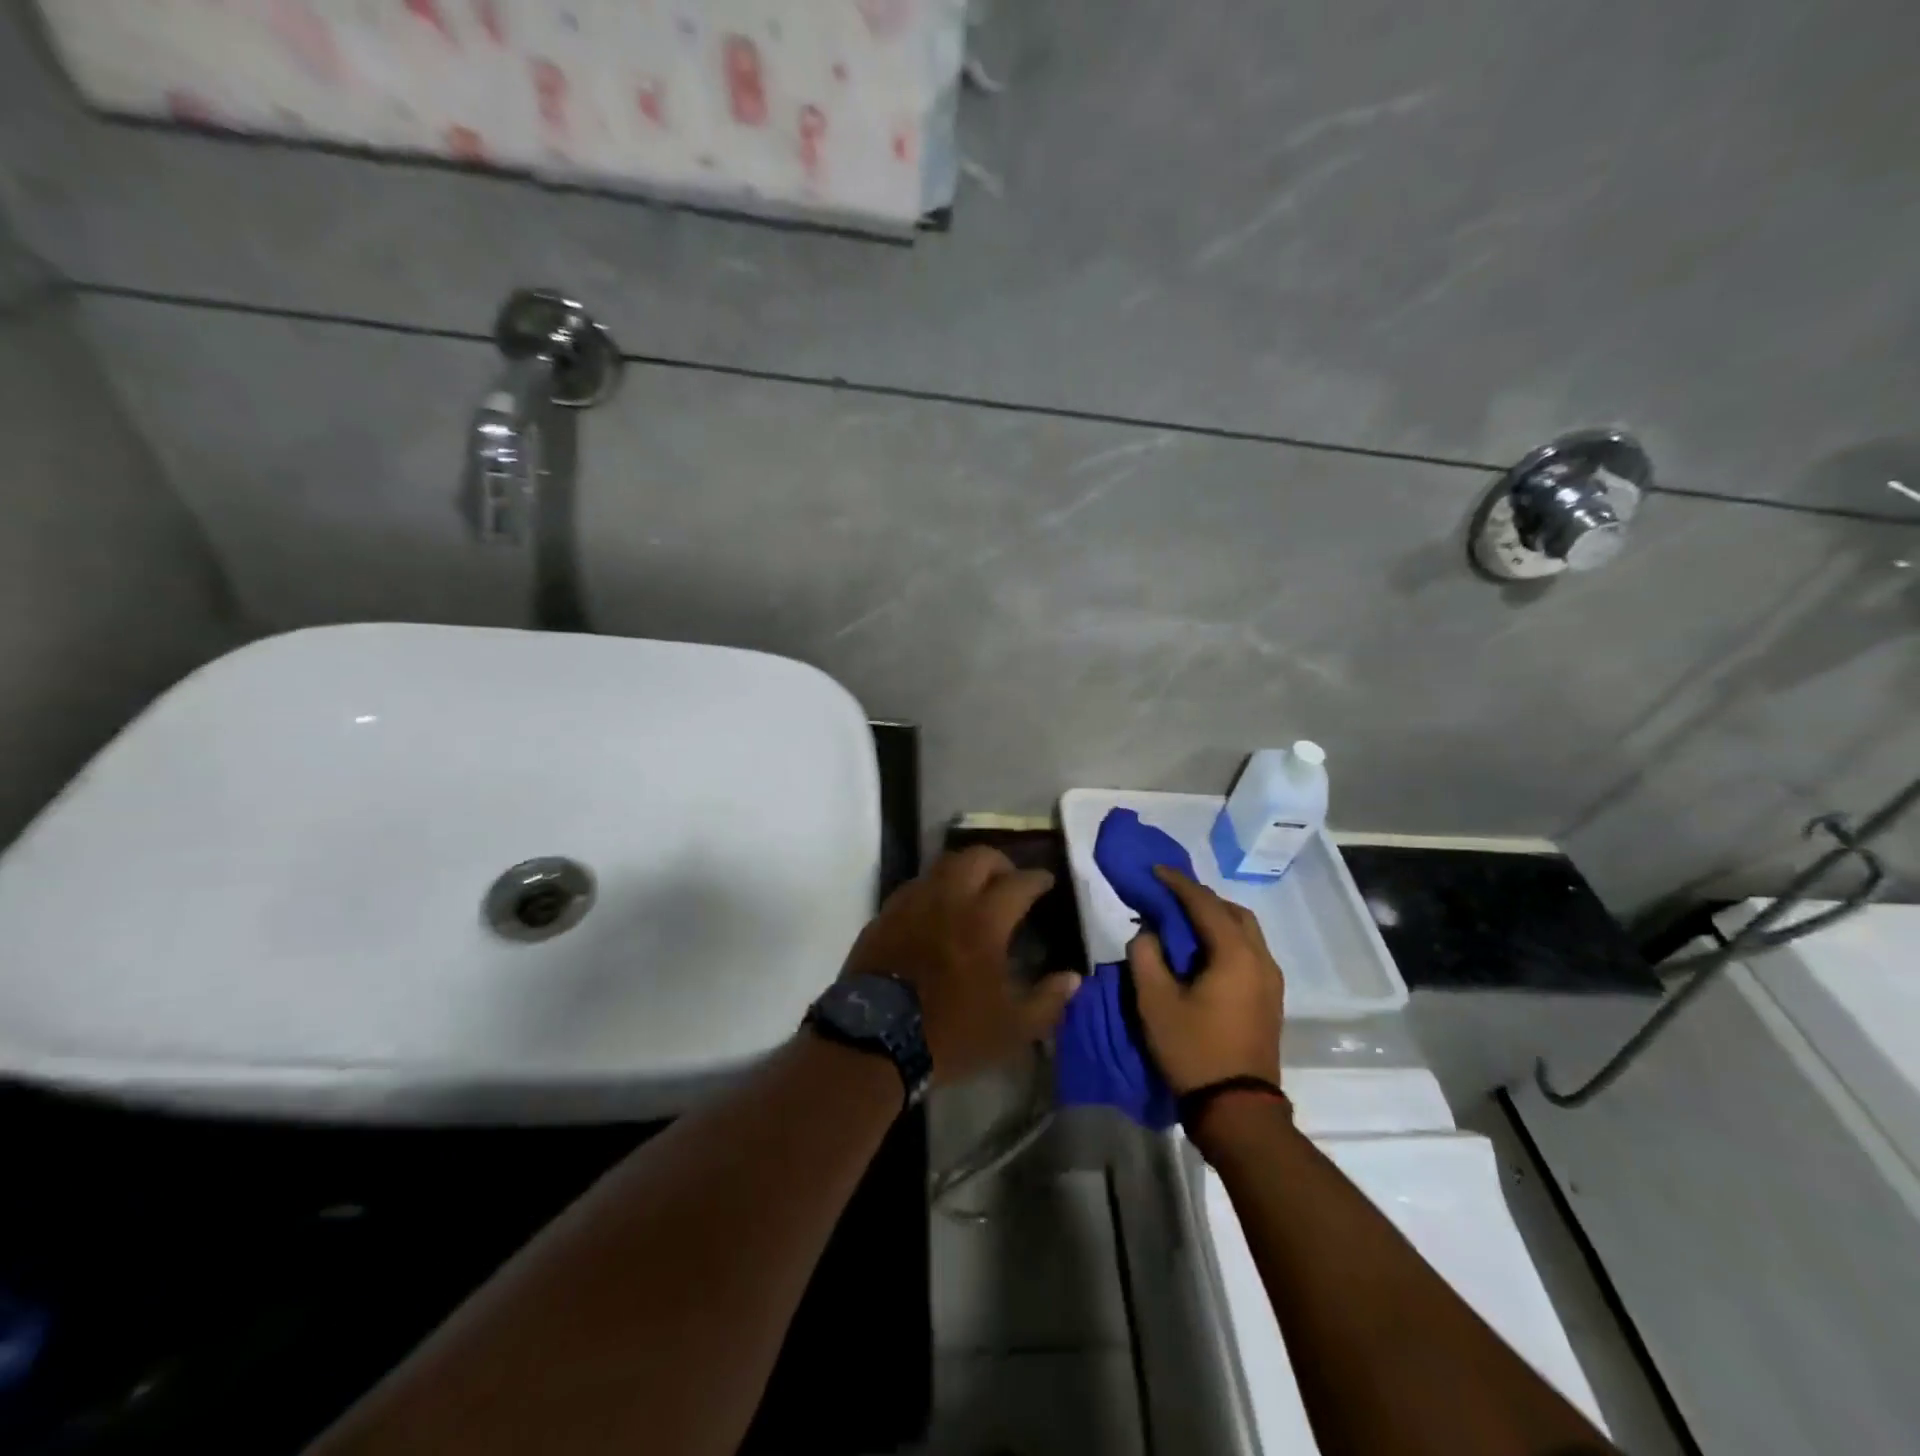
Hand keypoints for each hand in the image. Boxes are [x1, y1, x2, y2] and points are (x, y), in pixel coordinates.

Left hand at [841, 847, 1082, 1084]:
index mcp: (984, 920)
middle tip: (1009, 879)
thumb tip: (1073, 978)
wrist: (875, 1041)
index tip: (1046, 881)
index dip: (1037, 878)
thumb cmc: (950, 1033)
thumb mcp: (1012, 1029)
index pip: (1019, 883)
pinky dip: (934, 888)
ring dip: (965, 869)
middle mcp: (948, 899)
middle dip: (1000, 862)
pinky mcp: (885, 915)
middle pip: (977, 857)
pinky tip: (937, 910)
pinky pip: (915, 886)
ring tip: (973, 889)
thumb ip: (1048, 1001)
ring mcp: (912, 903)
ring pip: (942, 865)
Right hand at [1129, 867, 1283, 1095]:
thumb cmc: (1193, 1050)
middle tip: (1168, 897)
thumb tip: (1149, 932)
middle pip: (1233, 911)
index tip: (1154, 870)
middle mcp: (1261, 959)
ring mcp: (1271, 981)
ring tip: (1182, 922)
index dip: (1177, 883)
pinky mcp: (1270, 999)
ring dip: (1215, 919)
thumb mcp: (1155, 1001)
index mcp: (1235, 954)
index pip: (1205, 903)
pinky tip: (1202, 953)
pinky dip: (1226, 939)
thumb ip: (1146, 956)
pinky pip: (1249, 952)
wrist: (1238, 1110)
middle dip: (1200, 899)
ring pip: (1245, 932)